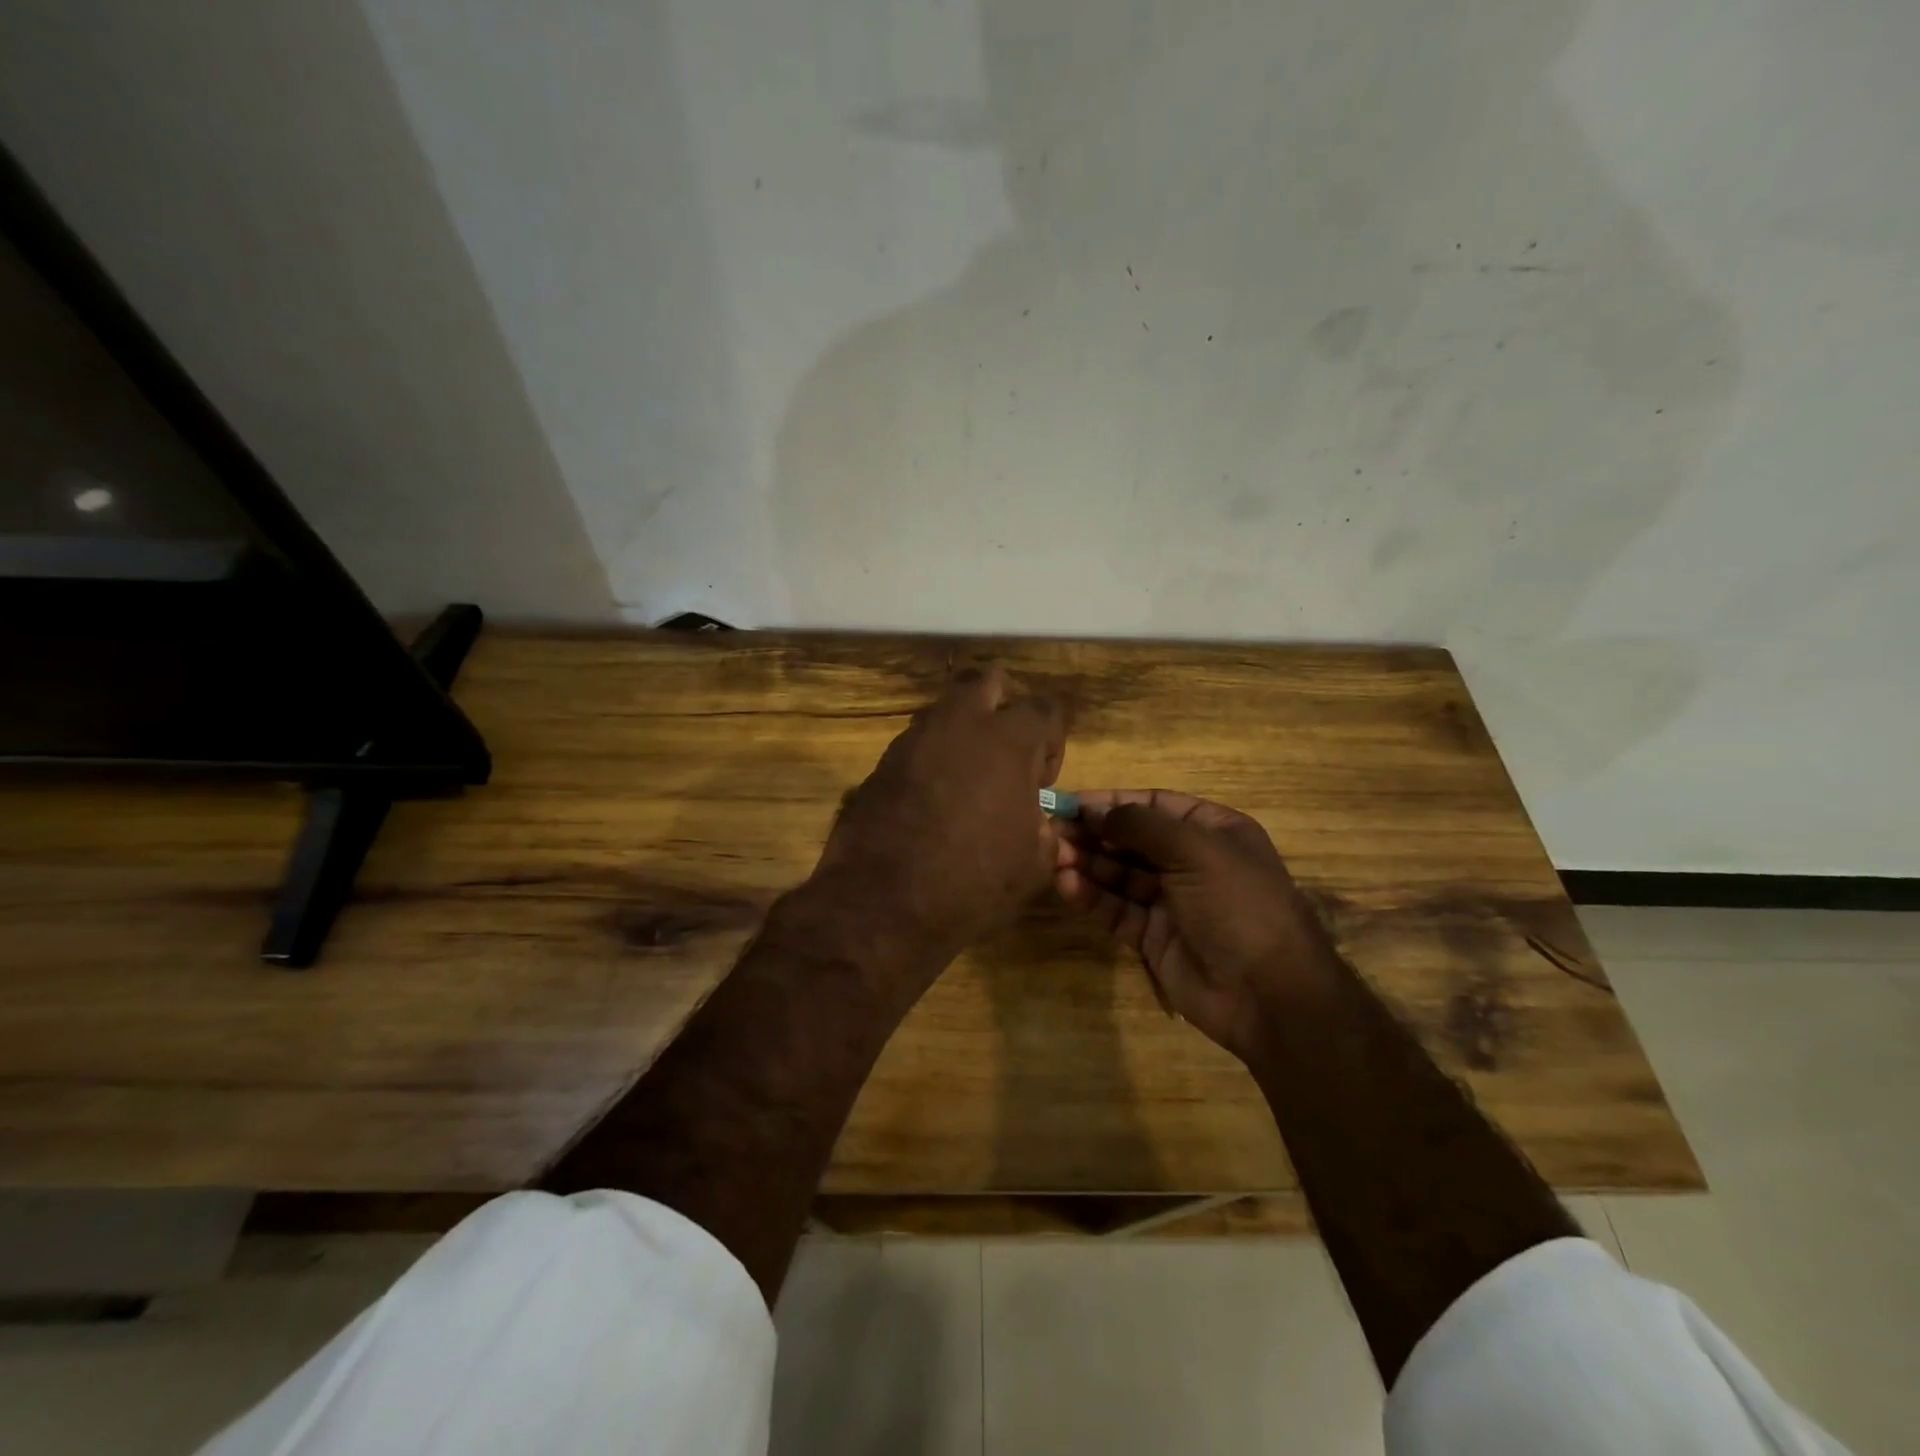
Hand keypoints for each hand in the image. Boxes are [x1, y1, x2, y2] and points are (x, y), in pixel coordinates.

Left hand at [807, 665, 1066, 972]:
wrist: (884, 903)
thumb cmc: (973, 884)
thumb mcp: (1034, 865)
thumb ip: (1044, 828)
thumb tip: (1036, 818)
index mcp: (1007, 740)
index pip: (1045, 707)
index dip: (1052, 740)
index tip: (1040, 780)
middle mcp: (959, 724)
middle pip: (986, 680)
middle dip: (1003, 704)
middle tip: (1006, 750)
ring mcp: (914, 739)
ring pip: (945, 708)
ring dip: (964, 729)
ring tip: (967, 778)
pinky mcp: (881, 761)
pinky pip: (916, 742)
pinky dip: (932, 757)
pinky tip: (932, 799)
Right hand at [1055, 790, 1331, 1061]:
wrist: (1268, 995)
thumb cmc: (1237, 905)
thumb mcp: (1195, 850)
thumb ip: (1140, 825)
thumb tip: (1094, 810)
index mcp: (1212, 831)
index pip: (1153, 805)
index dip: (1112, 802)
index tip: (1070, 802)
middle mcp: (1191, 861)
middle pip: (1132, 839)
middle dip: (1093, 833)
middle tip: (1052, 830)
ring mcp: (1171, 901)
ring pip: (1119, 874)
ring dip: (1087, 862)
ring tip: (1053, 855)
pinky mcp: (1153, 937)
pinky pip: (1117, 909)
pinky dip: (1092, 896)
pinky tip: (1067, 885)